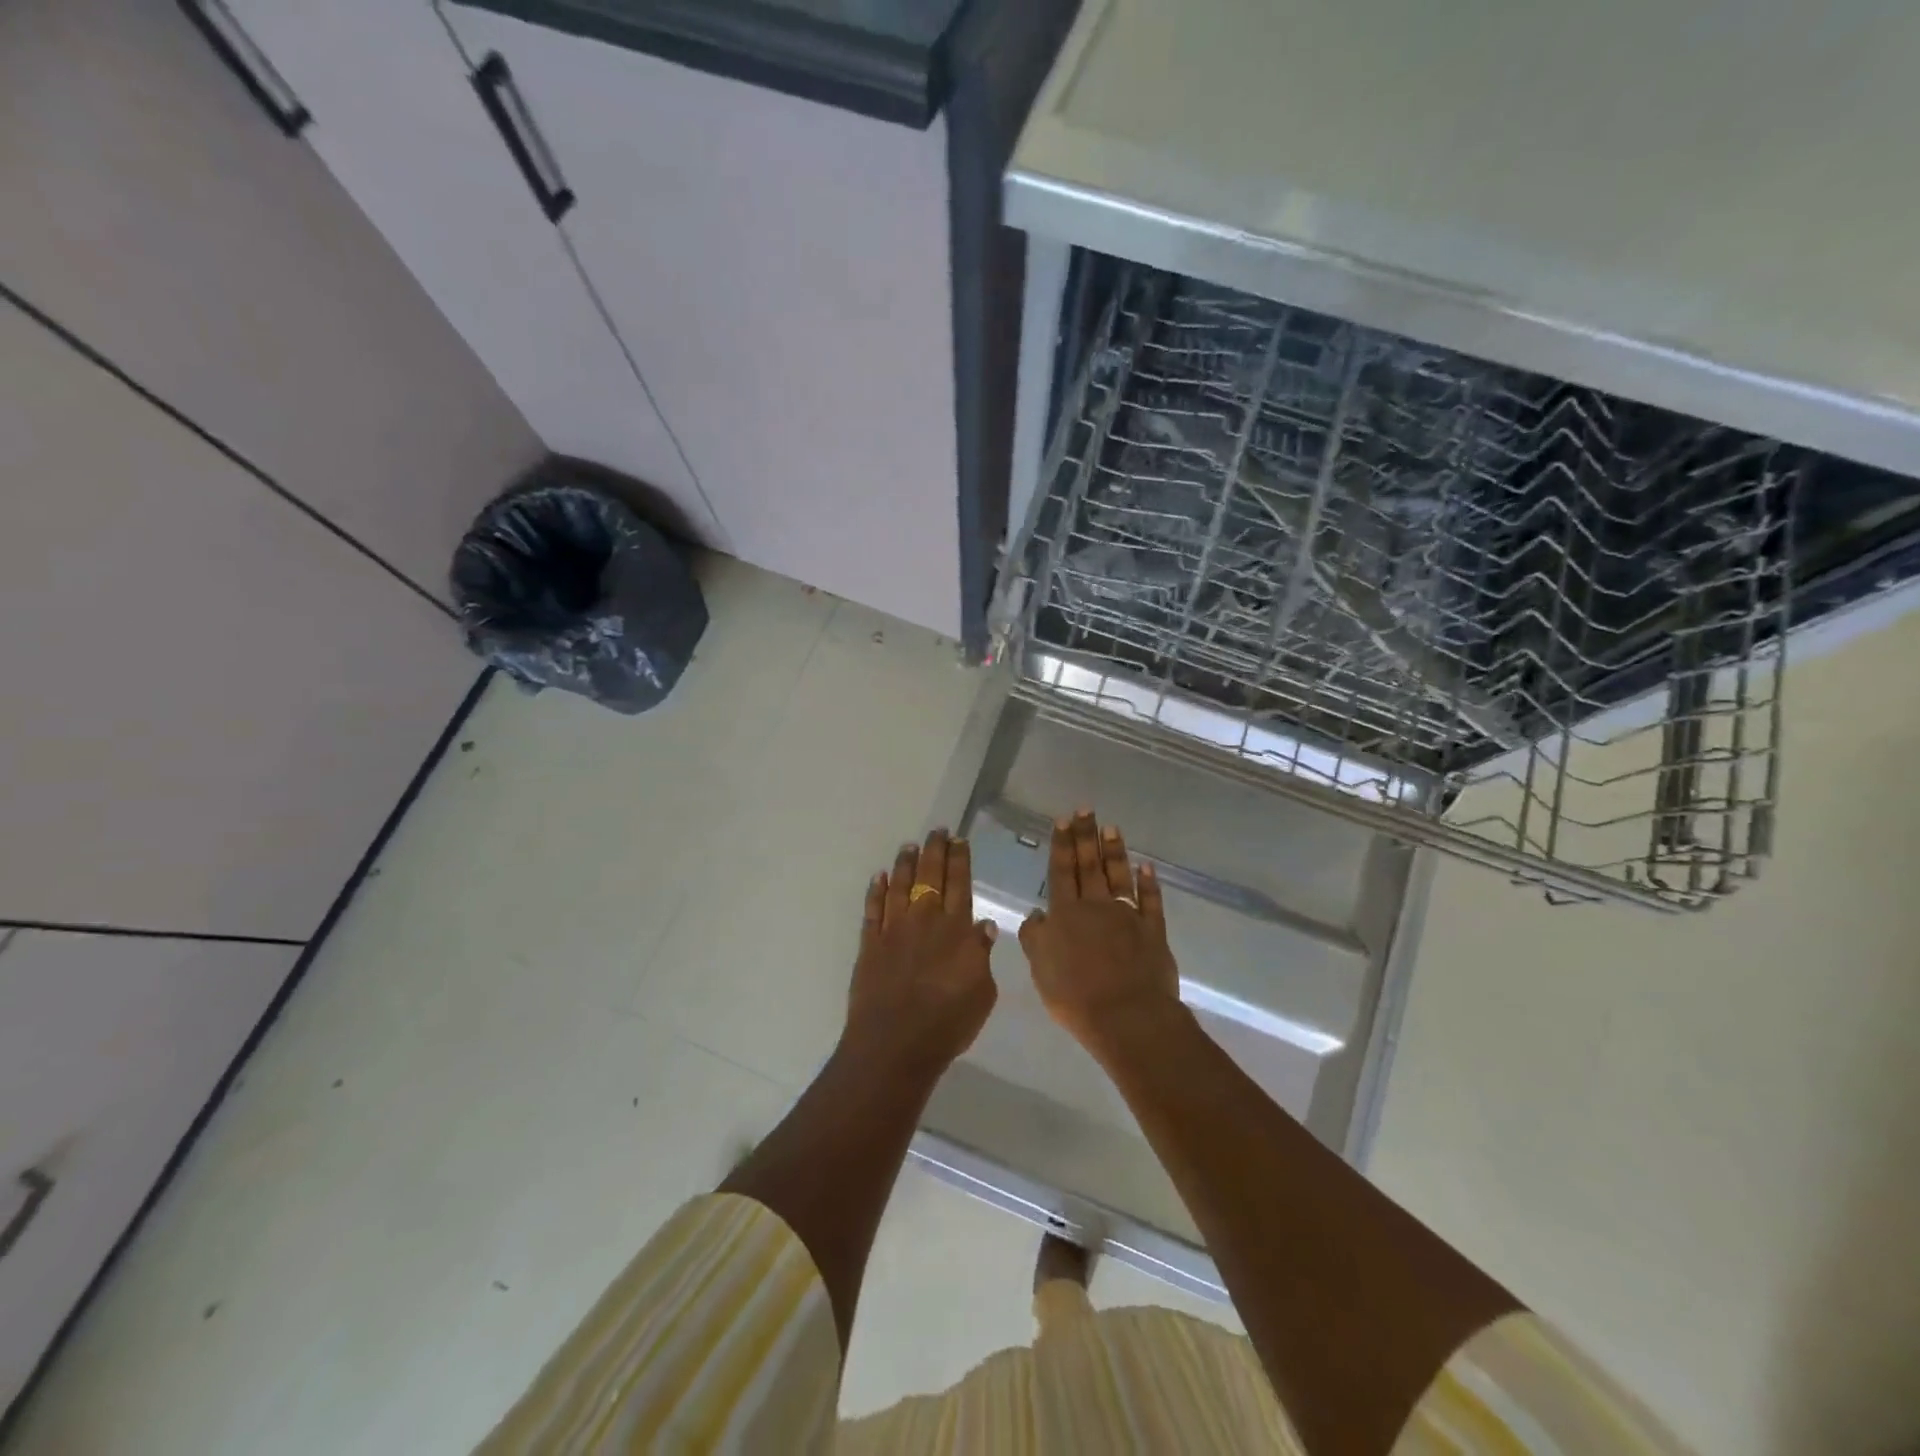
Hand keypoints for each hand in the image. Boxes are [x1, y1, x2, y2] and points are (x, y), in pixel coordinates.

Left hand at [843, 829, 997, 1073]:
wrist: (896, 1043)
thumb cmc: (948, 1022)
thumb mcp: (982, 992)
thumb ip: (981, 954)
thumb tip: (984, 925)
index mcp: (956, 929)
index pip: (960, 884)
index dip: (960, 859)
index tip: (959, 840)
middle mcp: (925, 920)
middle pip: (930, 876)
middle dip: (934, 850)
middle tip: (937, 831)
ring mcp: (894, 930)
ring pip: (899, 885)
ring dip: (905, 863)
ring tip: (910, 845)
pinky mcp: (870, 944)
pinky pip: (873, 909)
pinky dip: (876, 891)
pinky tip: (879, 877)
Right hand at [1019, 812, 1180, 1054]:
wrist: (1127, 1016)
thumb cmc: (1076, 996)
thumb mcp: (1041, 969)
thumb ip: (1035, 938)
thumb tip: (1036, 915)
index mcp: (1066, 914)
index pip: (1062, 871)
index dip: (1062, 845)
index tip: (1063, 820)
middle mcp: (1096, 907)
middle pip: (1089, 865)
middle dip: (1086, 836)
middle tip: (1085, 809)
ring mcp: (1128, 916)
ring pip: (1119, 876)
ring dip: (1114, 851)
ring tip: (1111, 827)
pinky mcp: (1153, 931)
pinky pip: (1151, 901)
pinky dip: (1149, 883)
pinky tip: (1146, 866)